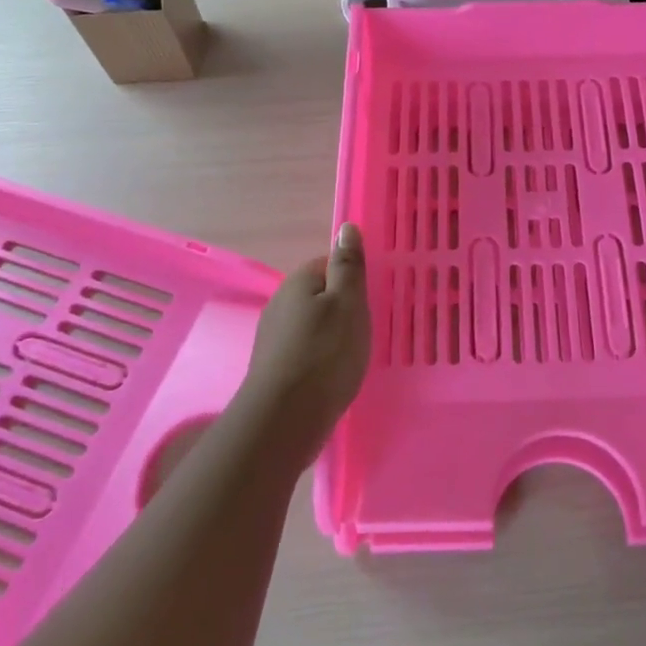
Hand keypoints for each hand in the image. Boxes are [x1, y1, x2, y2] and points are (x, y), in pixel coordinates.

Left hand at [235, 223, 371, 463]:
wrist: (285, 419)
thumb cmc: (325, 354)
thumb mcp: (348, 303)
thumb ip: (348, 266)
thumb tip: (346, 226)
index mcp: (298, 282)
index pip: (327, 265)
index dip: (351, 278)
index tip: (372, 297)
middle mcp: (280, 305)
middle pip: (318, 296)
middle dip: (342, 308)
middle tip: (369, 326)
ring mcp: (274, 339)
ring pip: (311, 326)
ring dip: (332, 336)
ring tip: (356, 354)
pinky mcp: (275, 370)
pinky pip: (305, 353)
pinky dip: (321, 359)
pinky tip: (335, 376)